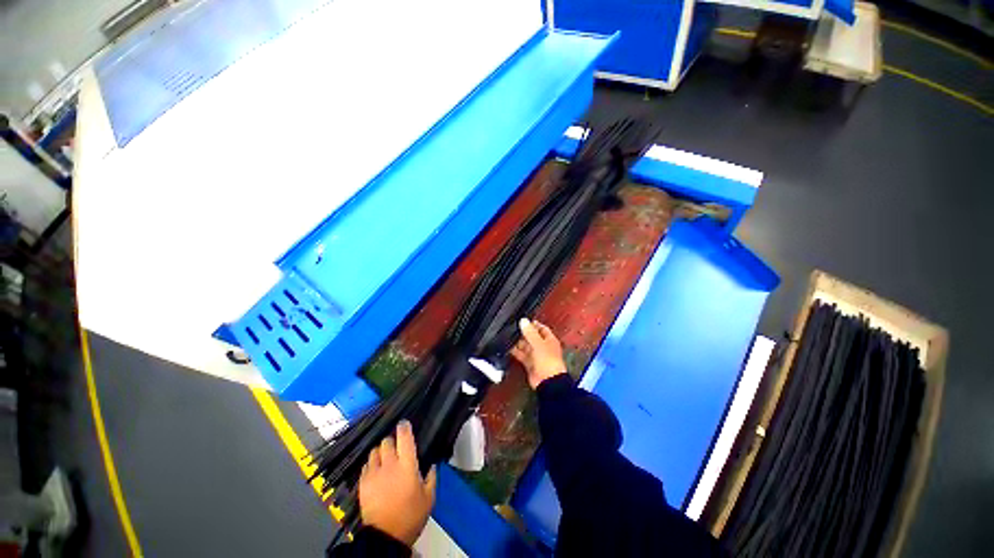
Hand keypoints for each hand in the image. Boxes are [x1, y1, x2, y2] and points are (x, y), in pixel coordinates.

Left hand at [358, 420, 436, 545]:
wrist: (386, 537)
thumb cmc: (411, 516)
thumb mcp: (429, 497)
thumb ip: (431, 477)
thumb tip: (432, 465)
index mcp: (407, 465)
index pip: (404, 437)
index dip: (404, 427)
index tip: (405, 424)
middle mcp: (389, 465)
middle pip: (386, 441)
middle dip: (391, 441)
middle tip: (396, 447)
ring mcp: (374, 474)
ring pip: (374, 452)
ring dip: (380, 452)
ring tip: (384, 459)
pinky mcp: (363, 484)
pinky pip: (366, 466)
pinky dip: (371, 464)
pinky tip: (376, 472)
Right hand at [510, 318, 566, 388]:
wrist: (547, 382)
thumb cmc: (548, 361)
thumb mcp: (538, 343)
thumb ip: (530, 332)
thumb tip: (523, 320)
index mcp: (549, 340)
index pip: (541, 328)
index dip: (533, 324)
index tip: (523, 320)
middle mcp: (543, 347)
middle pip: (532, 337)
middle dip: (523, 333)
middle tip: (512, 328)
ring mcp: (536, 355)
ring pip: (525, 346)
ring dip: (518, 342)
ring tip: (508, 336)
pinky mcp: (529, 363)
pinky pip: (521, 355)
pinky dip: (515, 352)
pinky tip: (508, 347)